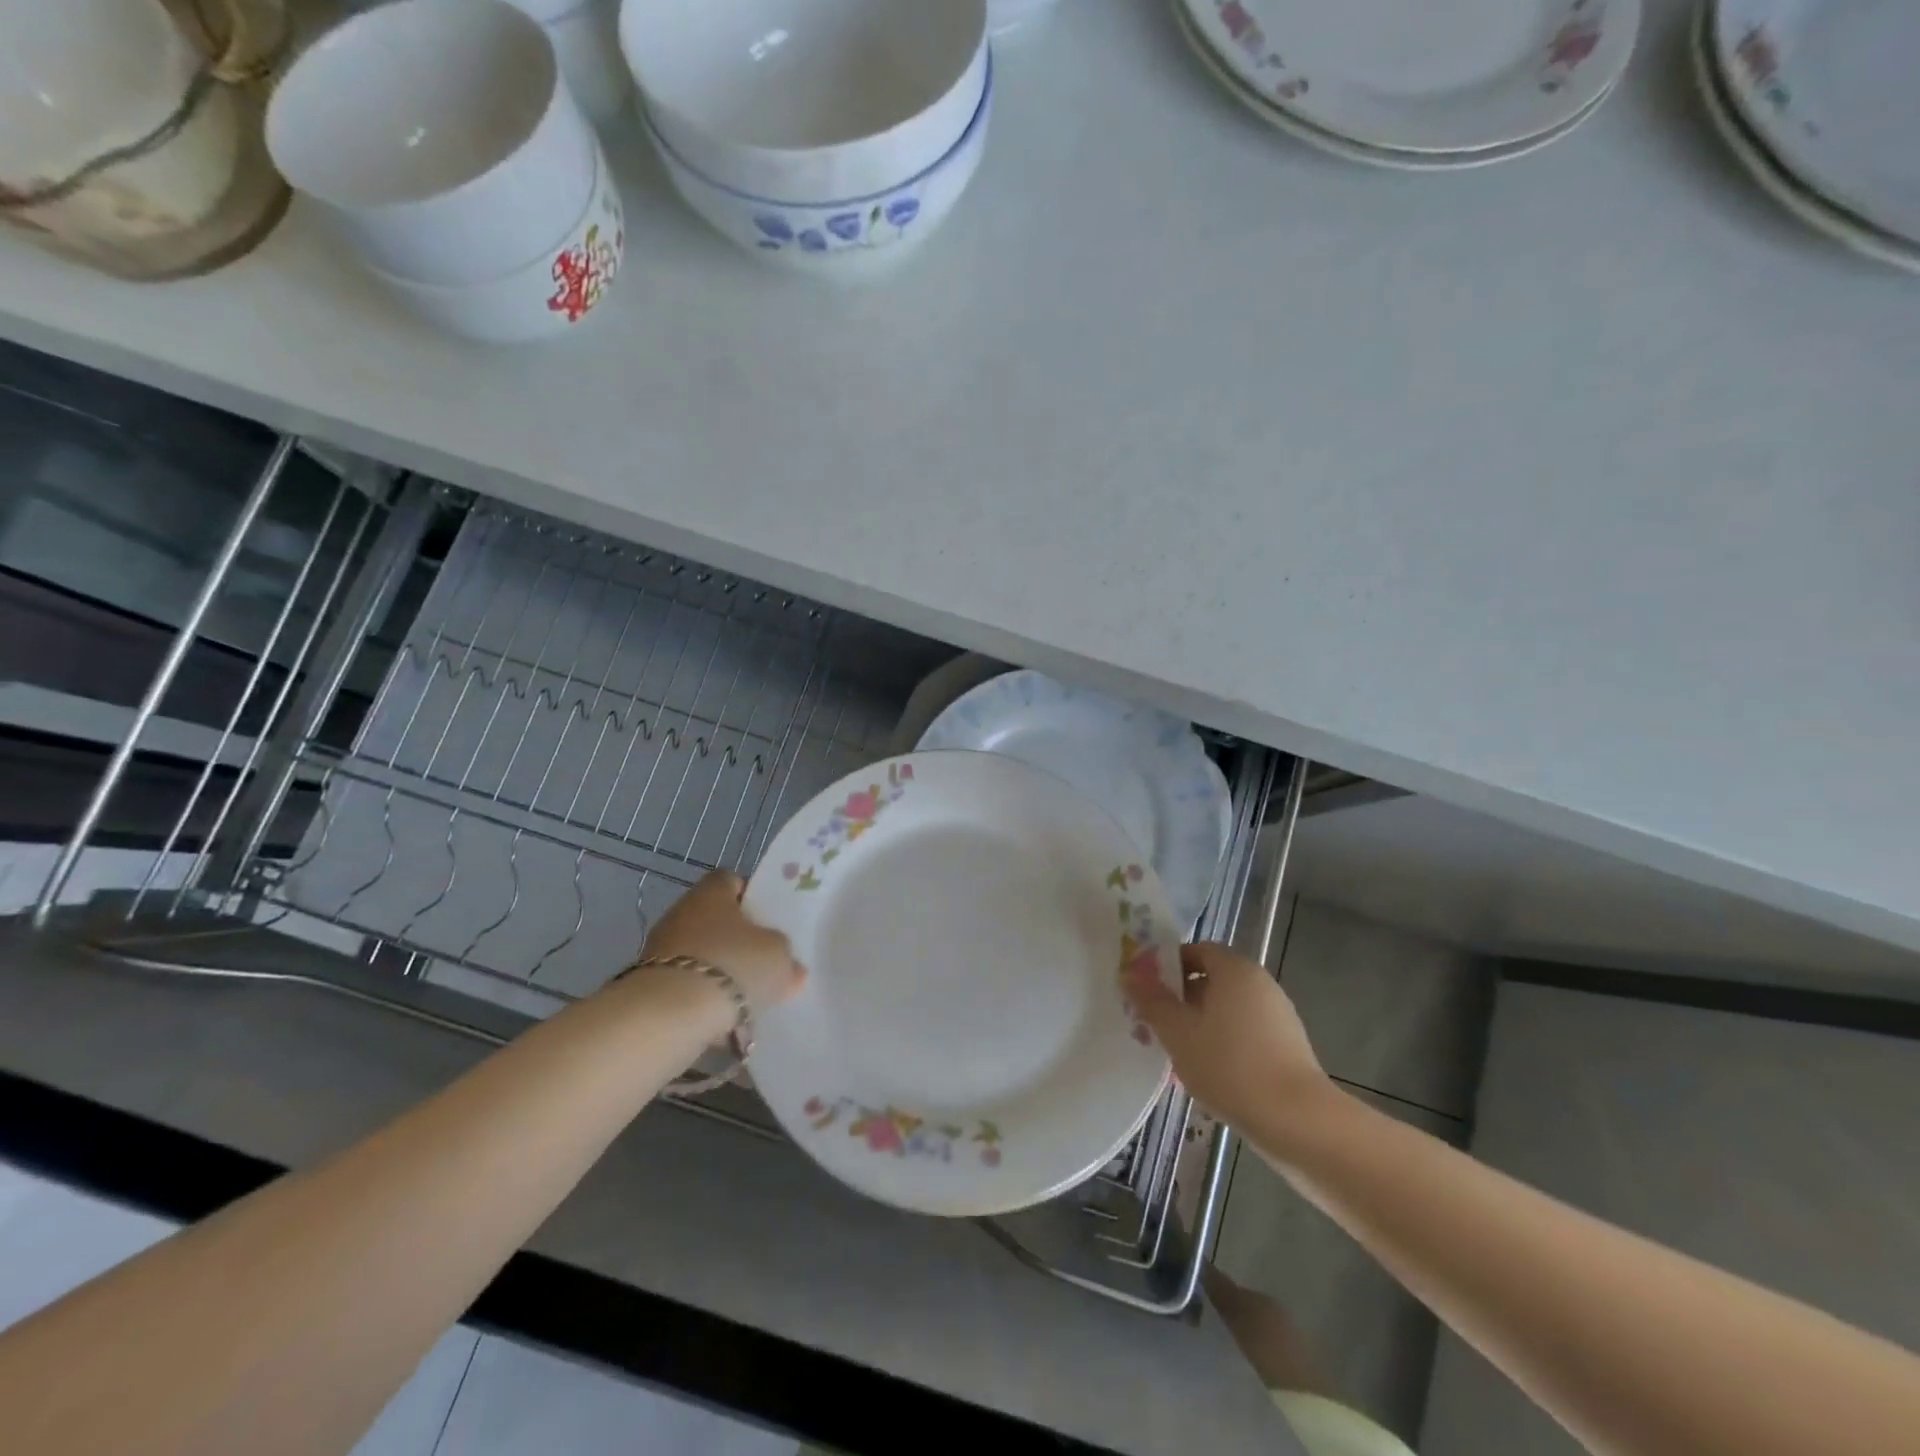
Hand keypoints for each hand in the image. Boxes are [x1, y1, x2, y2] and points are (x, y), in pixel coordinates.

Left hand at [643, 871, 806, 1013]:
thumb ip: (786, 958)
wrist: (671, 1013)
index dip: (750, 897)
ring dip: (717, 971)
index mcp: (712, 892)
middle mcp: (681, 912)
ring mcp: (659, 948)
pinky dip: (699, 997)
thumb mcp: (778, 958)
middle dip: (735, 940)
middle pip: (714, 919)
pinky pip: (683, 984)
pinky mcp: (647, 983)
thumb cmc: (733, 965)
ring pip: (698, 953)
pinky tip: (718, 1018)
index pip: (731, 881)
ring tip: (742, 998)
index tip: (767, 921)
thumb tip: (792, 968)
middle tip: (759, 962)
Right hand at [1125, 943, 1332, 1130]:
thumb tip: (1129, 974)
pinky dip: (1222, 1044)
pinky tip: (1206, 1074)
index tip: (1145, 989)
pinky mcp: (1286, 1048)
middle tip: (1153, 1023)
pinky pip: (1244, 1034)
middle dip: (1179, 999)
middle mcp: (1260, 984)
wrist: (1298, 1122)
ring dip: (1198, 1025)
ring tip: (1175, 1054)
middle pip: (1211, 980)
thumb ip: (1151, 1001)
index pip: (1196, 950)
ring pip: (1226, 1010)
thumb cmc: (1230, 1065)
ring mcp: (1277, 1016)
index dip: (1167, 965)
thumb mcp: (1178, 1032)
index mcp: (1235, 969)